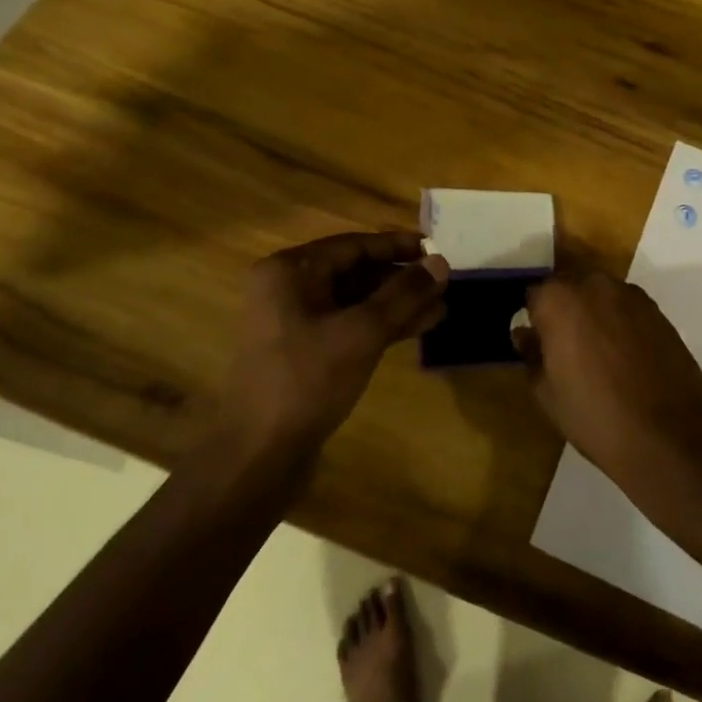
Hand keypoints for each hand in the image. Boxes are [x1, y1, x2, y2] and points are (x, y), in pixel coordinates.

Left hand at [221, 232, 450, 454]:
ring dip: (396, 305)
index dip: (397, 246)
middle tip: (443, 282)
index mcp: (290, 271)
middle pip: (355, 272)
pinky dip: (381, 326)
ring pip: (355, 302)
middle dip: (401, 279)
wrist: (258, 455)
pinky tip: (417, 329)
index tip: (436, 248)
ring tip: (441, 308)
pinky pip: (348, 326)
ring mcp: (295, 322)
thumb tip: (441, 262)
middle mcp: (288, 288)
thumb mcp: (361, 332)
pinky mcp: (304, 352)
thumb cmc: (307, 380)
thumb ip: (403, 294)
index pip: (353, 245)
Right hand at [516, 273, 701, 485]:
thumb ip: (532, 355)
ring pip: (601, 296)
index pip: (535, 295)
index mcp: (558, 300)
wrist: (667, 435)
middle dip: (565, 312)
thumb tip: (525, 335)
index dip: (535, 320)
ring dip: (595, 315)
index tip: (539, 344)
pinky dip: (622, 324)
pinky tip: (627, 358)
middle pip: (570, 289)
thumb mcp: (547, 393)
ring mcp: (631, 295)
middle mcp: (594, 285)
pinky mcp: (658, 311)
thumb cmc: (595, 416)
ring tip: (600, 356)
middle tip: (568, 350)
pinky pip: (628, 309)